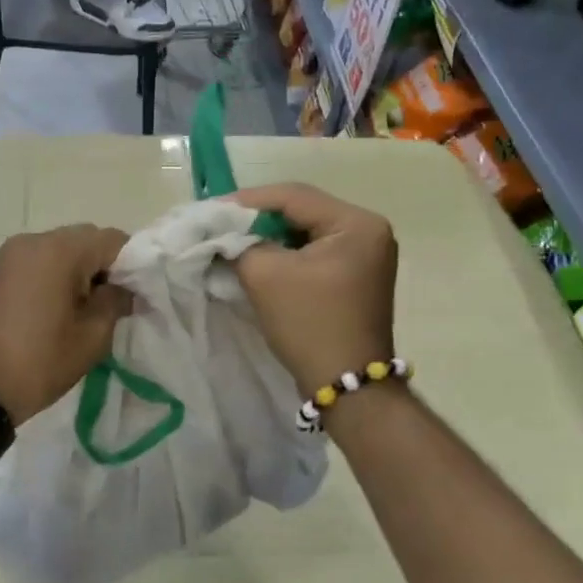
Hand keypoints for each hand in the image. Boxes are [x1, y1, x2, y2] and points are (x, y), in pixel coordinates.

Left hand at [0, 225, 130, 426]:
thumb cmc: (40, 361)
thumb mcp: (92, 336)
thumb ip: (116, 301)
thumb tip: (124, 288)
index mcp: (60, 250)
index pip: (112, 240)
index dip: (131, 265)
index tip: (134, 295)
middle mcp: (33, 240)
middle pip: (84, 239)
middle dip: (102, 265)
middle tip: (108, 303)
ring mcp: (9, 253)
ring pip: (58, 248)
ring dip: (76, 269)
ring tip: (78, 308)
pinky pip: (36, 260)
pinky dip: (51, 274)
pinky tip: (51, 308)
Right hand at [230, 184, 397, 394]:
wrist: (345, 385)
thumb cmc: (309, 324)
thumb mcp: (266, 275)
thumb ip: (241, 243)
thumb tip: (226, 233)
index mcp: (357, 223)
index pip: (294, 196)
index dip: (249, 200)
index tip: (213, 208)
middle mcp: (369, 231)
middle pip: (302, 211)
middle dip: (259, 218)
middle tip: (221, 223)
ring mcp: (367, 255)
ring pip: (307, 232)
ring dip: (271, 236)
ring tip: (234, 240)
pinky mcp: (357, 276)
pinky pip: (315, 251)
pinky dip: (287, 253)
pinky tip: (260, 258)